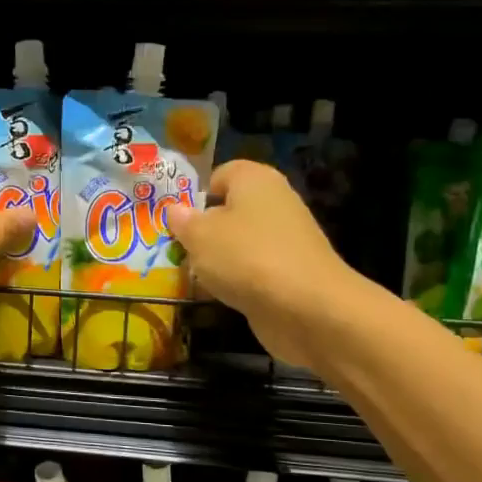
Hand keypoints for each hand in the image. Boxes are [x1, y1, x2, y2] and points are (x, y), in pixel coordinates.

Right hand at [165, 160, 362, 370]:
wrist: (307, 308)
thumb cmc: (246, 256)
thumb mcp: (199, 236)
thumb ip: (183, 221)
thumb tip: (174, 210)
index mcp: (254, 180)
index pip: (221, 174)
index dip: (197, 194)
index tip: (178, 219)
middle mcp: (274, 202)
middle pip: (229, 210)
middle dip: (204, 230)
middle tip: (178, 249)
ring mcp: (286, 239)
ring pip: (240, 242)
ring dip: (217, 259)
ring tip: (194, 276)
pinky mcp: (290, 272)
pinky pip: (253, 269)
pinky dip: (237, 280)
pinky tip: (219, 295)